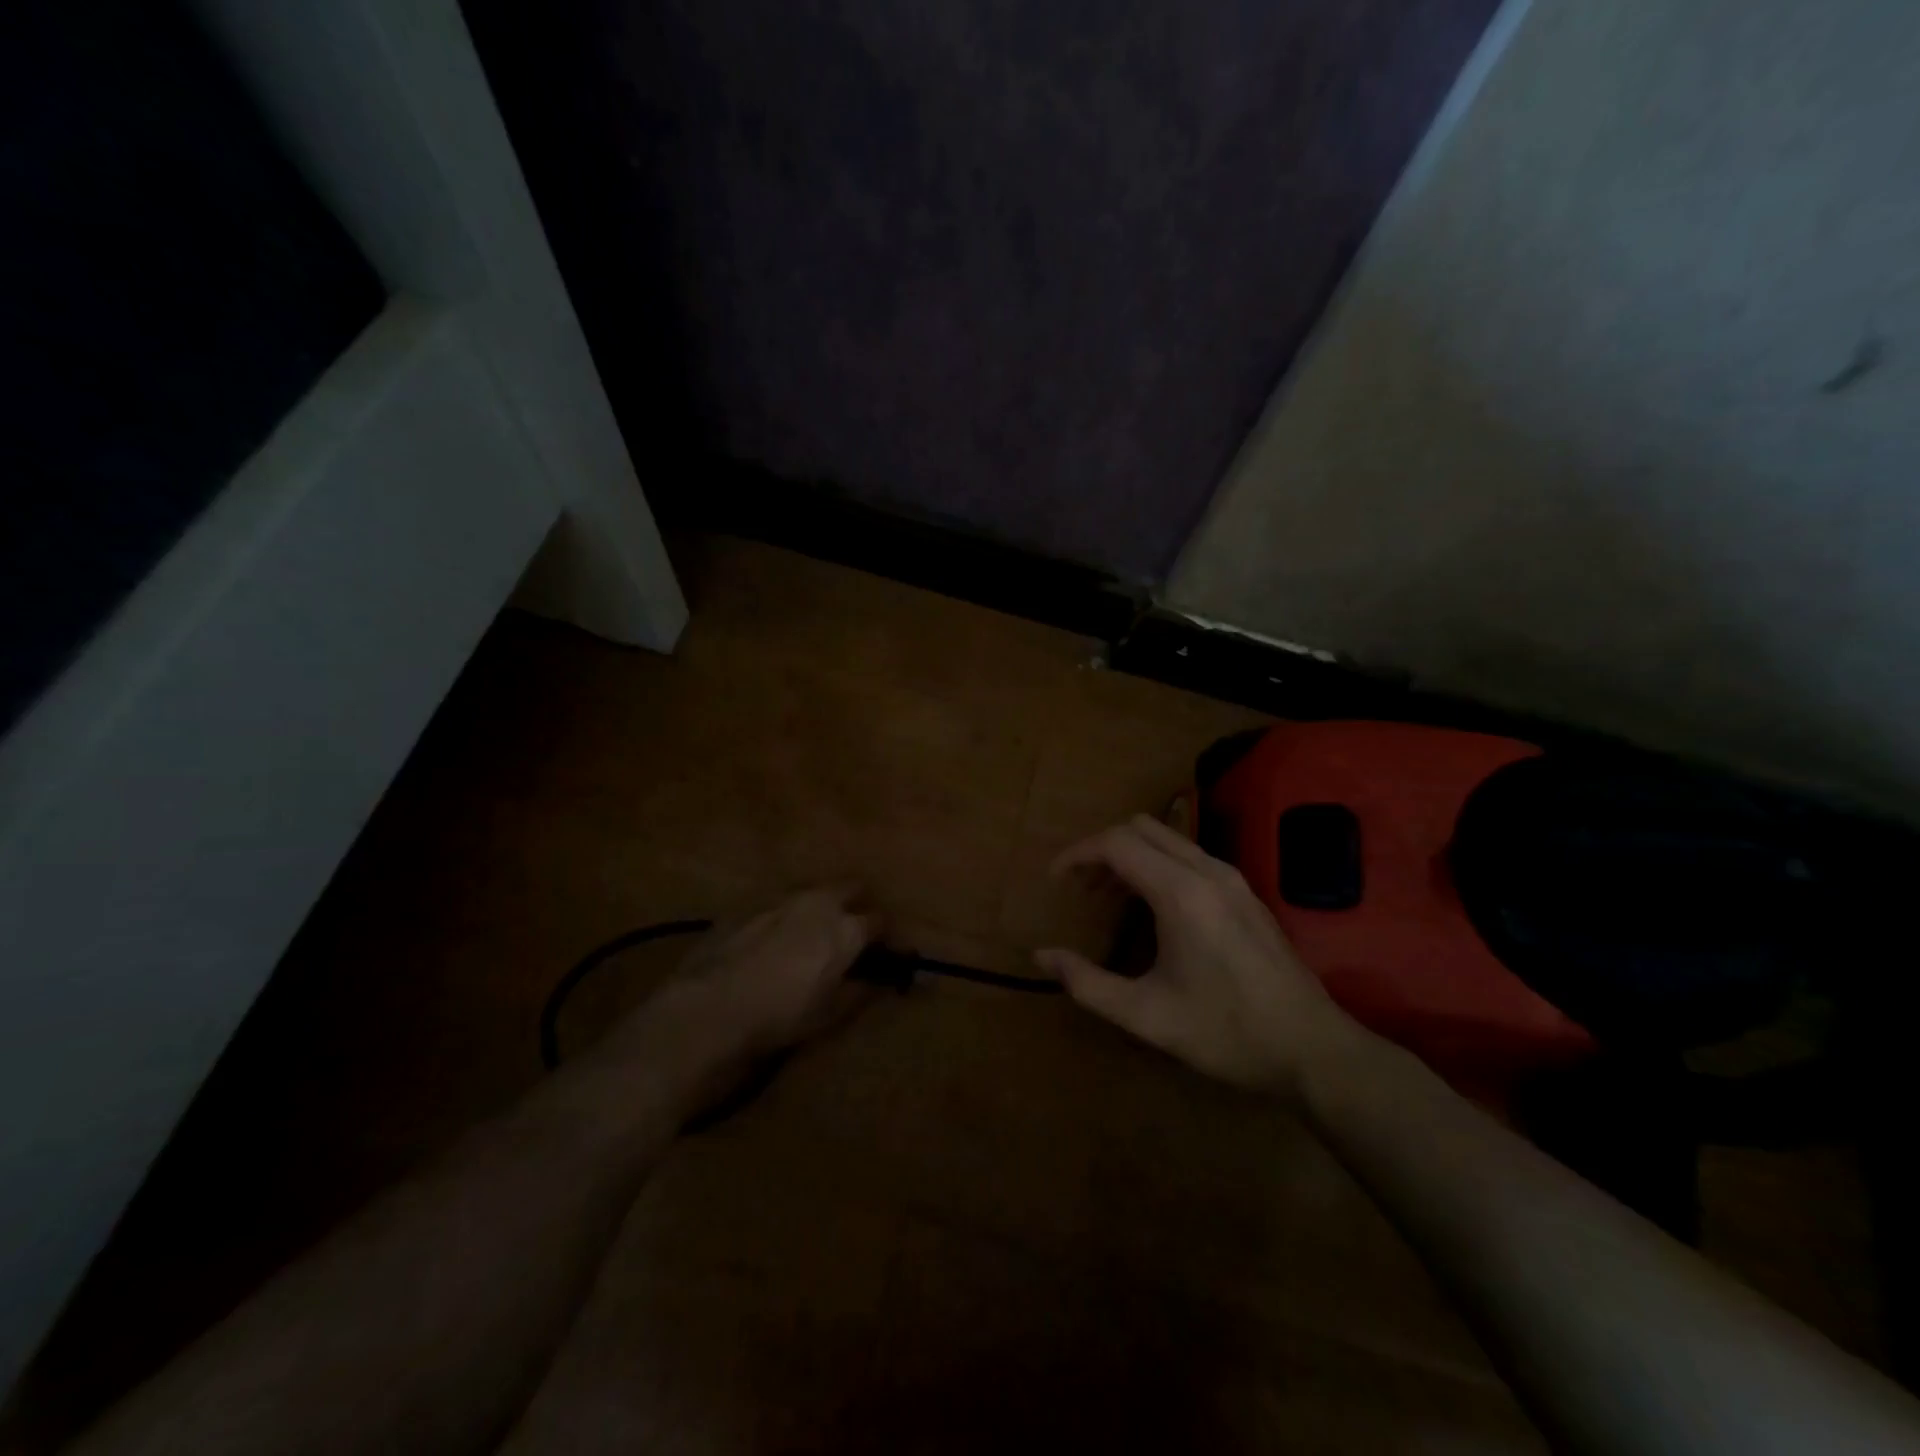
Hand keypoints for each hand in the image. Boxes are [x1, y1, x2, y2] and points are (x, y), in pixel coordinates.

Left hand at [663, 887, 882, 1058]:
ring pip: (813, 890)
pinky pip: (778, 902)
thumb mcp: (830, 1014)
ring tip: (813, 933)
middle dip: (859, 903)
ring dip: (821, 904)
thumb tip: (881, 981)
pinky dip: (786, 914)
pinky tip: (773, 939)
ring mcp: (779, 898)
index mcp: (845, 928)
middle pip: (851, 887)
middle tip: (854, 931)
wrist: (709, 1008)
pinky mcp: (746, 904)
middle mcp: (818, 901)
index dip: (888, 936)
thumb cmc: (780, 1017)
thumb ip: (861, 991)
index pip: (881, 920)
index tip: (889, 952)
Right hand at [1036, 815, 1344, 1096]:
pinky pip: (1189, 856)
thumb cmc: (1226, 1033)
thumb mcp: (1147, 1016)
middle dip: (1102, 849)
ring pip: (1168, 838)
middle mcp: (1207, 871)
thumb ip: (1087, 983)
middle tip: (1081, 888)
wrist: (1313, 1050)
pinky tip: (1152, 907)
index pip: (1117, 843)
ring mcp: (1232, 878)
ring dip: (1131, 854)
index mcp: (1181, 893)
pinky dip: (1157, 864)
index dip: (1078, 854)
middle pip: (1141, 828)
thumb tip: (1042, 956)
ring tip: (1108, 896)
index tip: (1055, 881)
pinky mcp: (1245, 892)